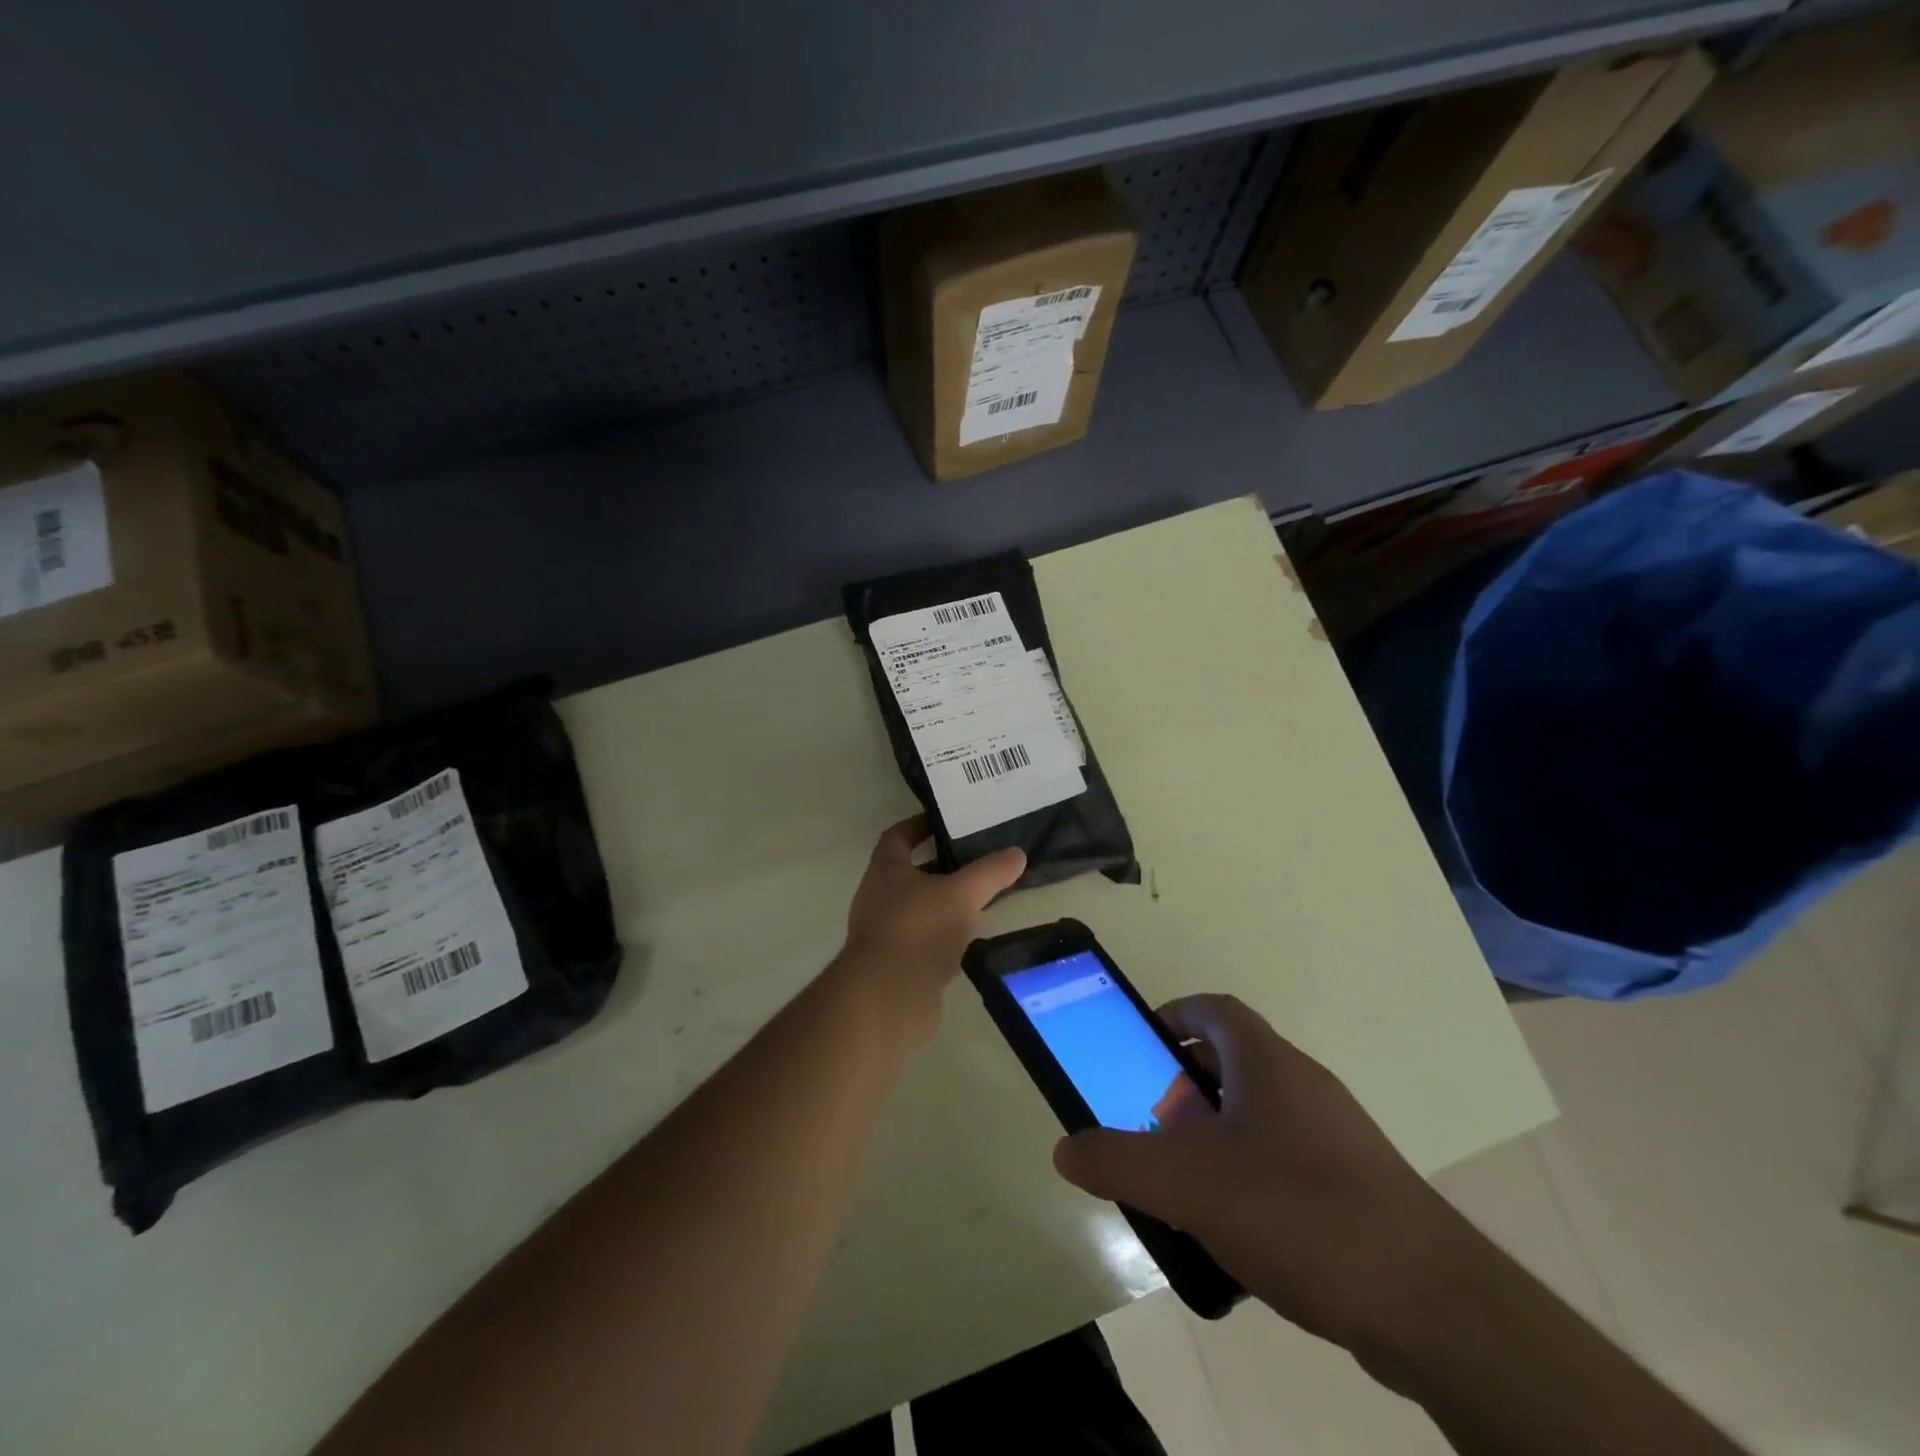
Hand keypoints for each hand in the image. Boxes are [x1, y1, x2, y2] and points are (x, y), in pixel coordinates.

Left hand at [831, 816, 1025, 1049]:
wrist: (887, 998)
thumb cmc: (919, 930)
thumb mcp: (961, 894)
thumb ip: (990, 872)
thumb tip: (1017, 853)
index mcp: (885, 871)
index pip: (898, 836)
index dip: (920, 825)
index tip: (948, 821)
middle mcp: (879, 897)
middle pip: (911, 873)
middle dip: (943, 865)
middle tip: (978, 859)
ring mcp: (886, 933)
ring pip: (921, 908)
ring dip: (947, 902)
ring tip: (983, 897)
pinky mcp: (897, 964)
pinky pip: (925, 939)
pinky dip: (947, 934)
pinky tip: (973, 937)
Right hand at [1052, 994, 1486, 1358]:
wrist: (1434, 1306)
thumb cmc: (1300, 1214)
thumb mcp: (1190, 1187)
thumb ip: (1119, 1162)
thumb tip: (1065, 1148)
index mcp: (1267, 1062)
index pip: (1214, 1008)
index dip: (1173, 1016)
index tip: (1141, 1047)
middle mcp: (1305, 1084)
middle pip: (1233, 1061)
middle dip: (1185, 1085)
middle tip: (1151, 1124)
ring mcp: (1338, 1136)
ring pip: (1260, 1114)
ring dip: (1217, 1135)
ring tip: (1186, 1184)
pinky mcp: (1358, 1186)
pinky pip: (1288, 1159)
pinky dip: (1252, 1176)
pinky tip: (1239, 1233)